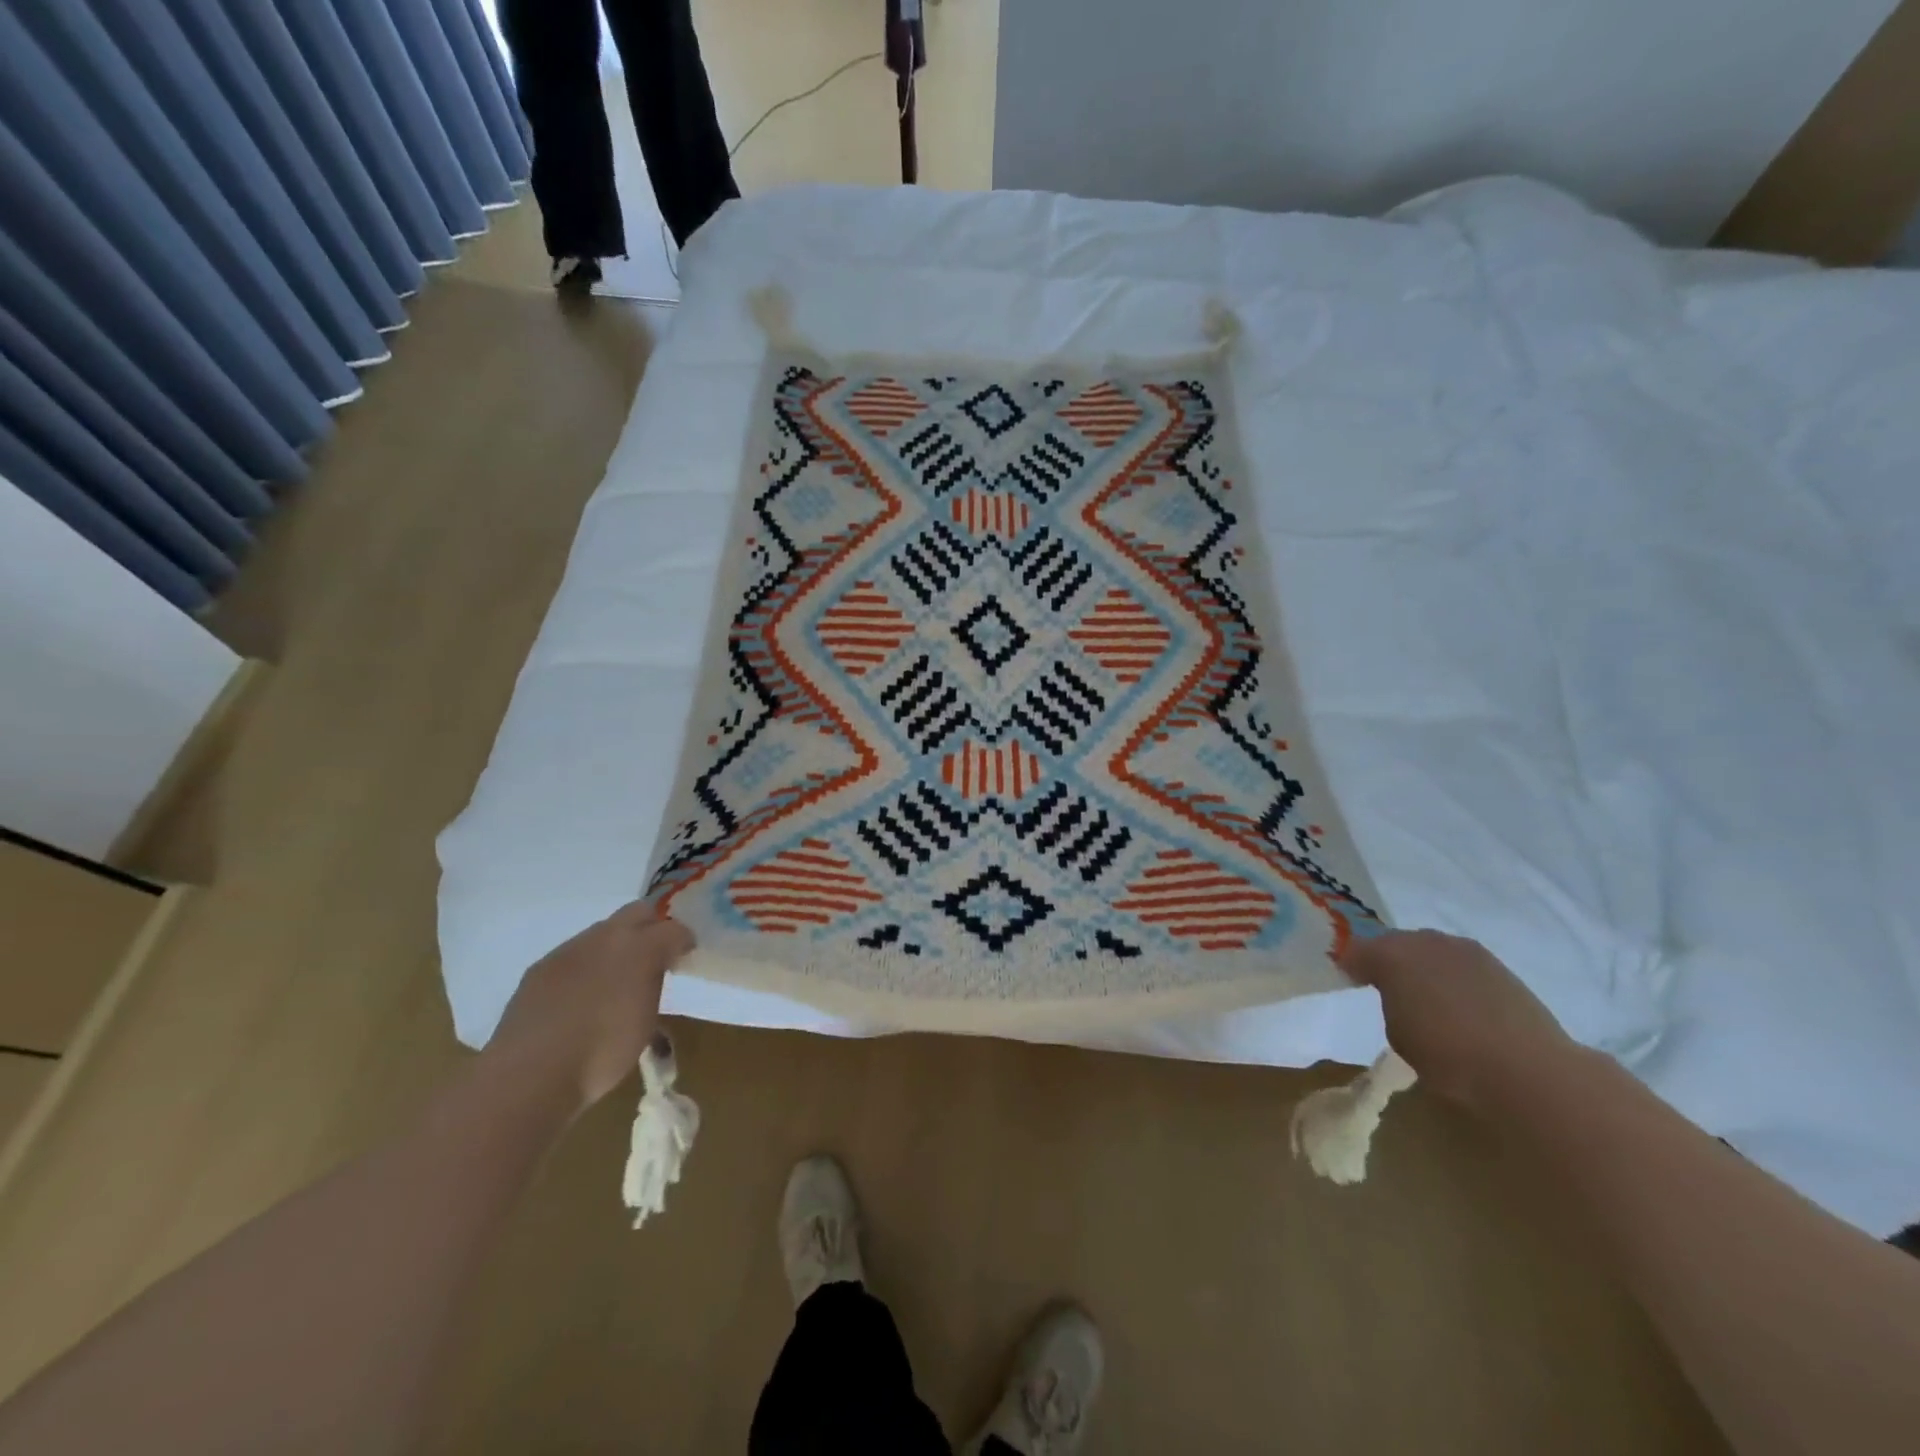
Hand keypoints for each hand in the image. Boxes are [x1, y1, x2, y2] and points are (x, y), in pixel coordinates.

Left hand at [484, 902, 694, 1113]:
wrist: (530, 1076)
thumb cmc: (602, 1054)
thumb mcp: (647, 1022)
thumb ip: (653, 987)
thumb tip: (653, 975)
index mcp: (641, 948)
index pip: (674, 929)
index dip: (683, 942)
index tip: (684, 959)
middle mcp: (606, 937)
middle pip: (638, 912)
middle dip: (651, 928)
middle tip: (654, 957)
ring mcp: (569, 950)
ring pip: (603, 932)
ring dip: (616, 947)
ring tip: (615, 979)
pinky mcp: (540, 967)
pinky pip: (574, 955)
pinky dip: (586, 966)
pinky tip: (580, 996)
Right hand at [1340, 929, 1575, 1112]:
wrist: (1527, 1069)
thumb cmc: (1448, 1055)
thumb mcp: (1398, 1032)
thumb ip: (1391, 1003)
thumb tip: (1398, 995)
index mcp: (1391, 954)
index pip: (1358, 951)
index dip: (1351, 965)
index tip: (1349, 980)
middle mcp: (1425, 941)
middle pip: (1396, 943)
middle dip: (1389, 960)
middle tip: (1386, 985)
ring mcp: (1465, 950)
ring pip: (1431, 950)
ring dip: (1424, 966)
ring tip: (1426, 994)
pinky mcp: (1498, 966)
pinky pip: (1460, 964)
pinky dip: (1453, 976)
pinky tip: (1459, 1002)